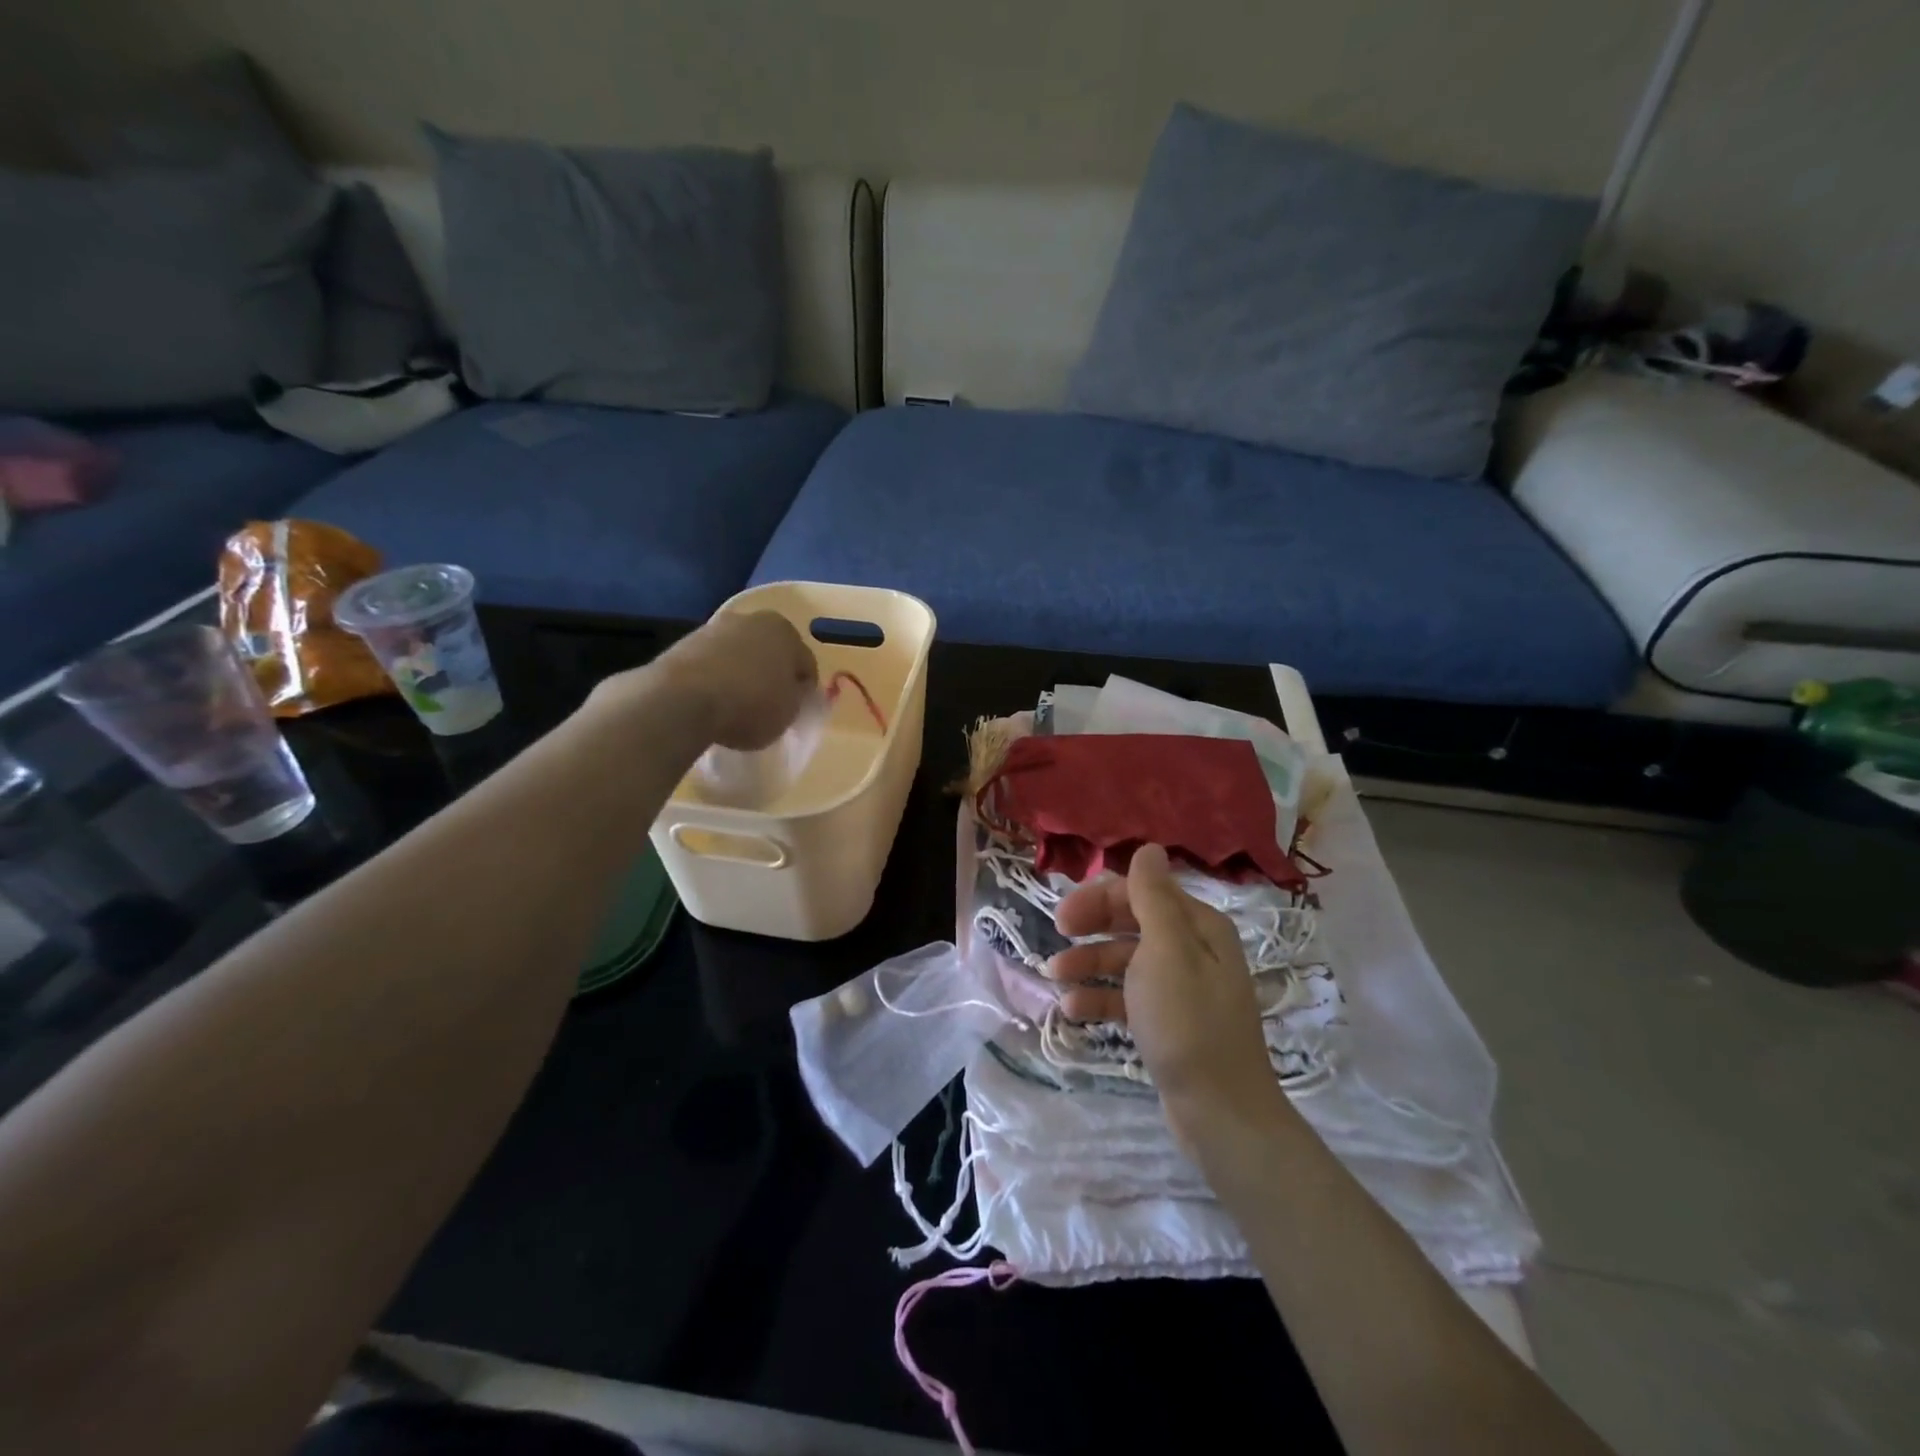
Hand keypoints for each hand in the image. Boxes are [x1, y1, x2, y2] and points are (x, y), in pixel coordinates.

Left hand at [629, 611, 817, 750]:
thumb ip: (796, 698)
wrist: (682, 700)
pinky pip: (712, 663)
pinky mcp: (684, 643)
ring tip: (737, 705)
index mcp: (785, 631)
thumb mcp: (789, 712)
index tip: (795, 710)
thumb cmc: (750, 704)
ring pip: (739, 654)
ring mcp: (714, 628)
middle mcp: (751, 620)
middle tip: (769, 705)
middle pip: (770, 652)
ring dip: (742, 673)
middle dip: (771, 674)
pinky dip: (716, 677)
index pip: (805, 664)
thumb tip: (792, 691)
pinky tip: (712, 701)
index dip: (803, 690)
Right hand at [1049, 844, 1286, 1143]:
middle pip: (1132, 921)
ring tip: (1054, 979)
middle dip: (1092, 927)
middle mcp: (1192, 948)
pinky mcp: (1169, 1022)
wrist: (1221, 1113)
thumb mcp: (1166, 951)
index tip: (1062, 919)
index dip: (1099, 898)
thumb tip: (1149, 848)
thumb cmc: (1188, 1023)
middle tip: (1056, 938)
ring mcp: (1181, 987)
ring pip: (1125, 960)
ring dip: (1089, 964)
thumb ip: (1152, 897)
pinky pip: (1128, 996)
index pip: (1141, 891)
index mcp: (1198, 925)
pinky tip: (1072, 1011)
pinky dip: (1100, 998)